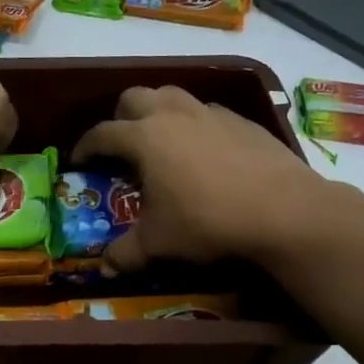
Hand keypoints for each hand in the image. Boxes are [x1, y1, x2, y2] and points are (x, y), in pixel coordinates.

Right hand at [72, 86, 355, 271]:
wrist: (284, 210)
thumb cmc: (208, 221)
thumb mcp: (159, 242)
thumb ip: (126, 253)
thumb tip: (106, 268)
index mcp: (143, 137)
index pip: (101, 134)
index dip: (85, 147)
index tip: (80, 161)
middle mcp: (171, 115)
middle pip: (133, 98)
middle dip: (120, 118)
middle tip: (122, 146)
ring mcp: (208, 112)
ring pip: (170, 95)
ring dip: (157, 111)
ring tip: (160, 140)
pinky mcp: (239, 119)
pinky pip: (204, 111)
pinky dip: (193, 123)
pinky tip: (203, 151)